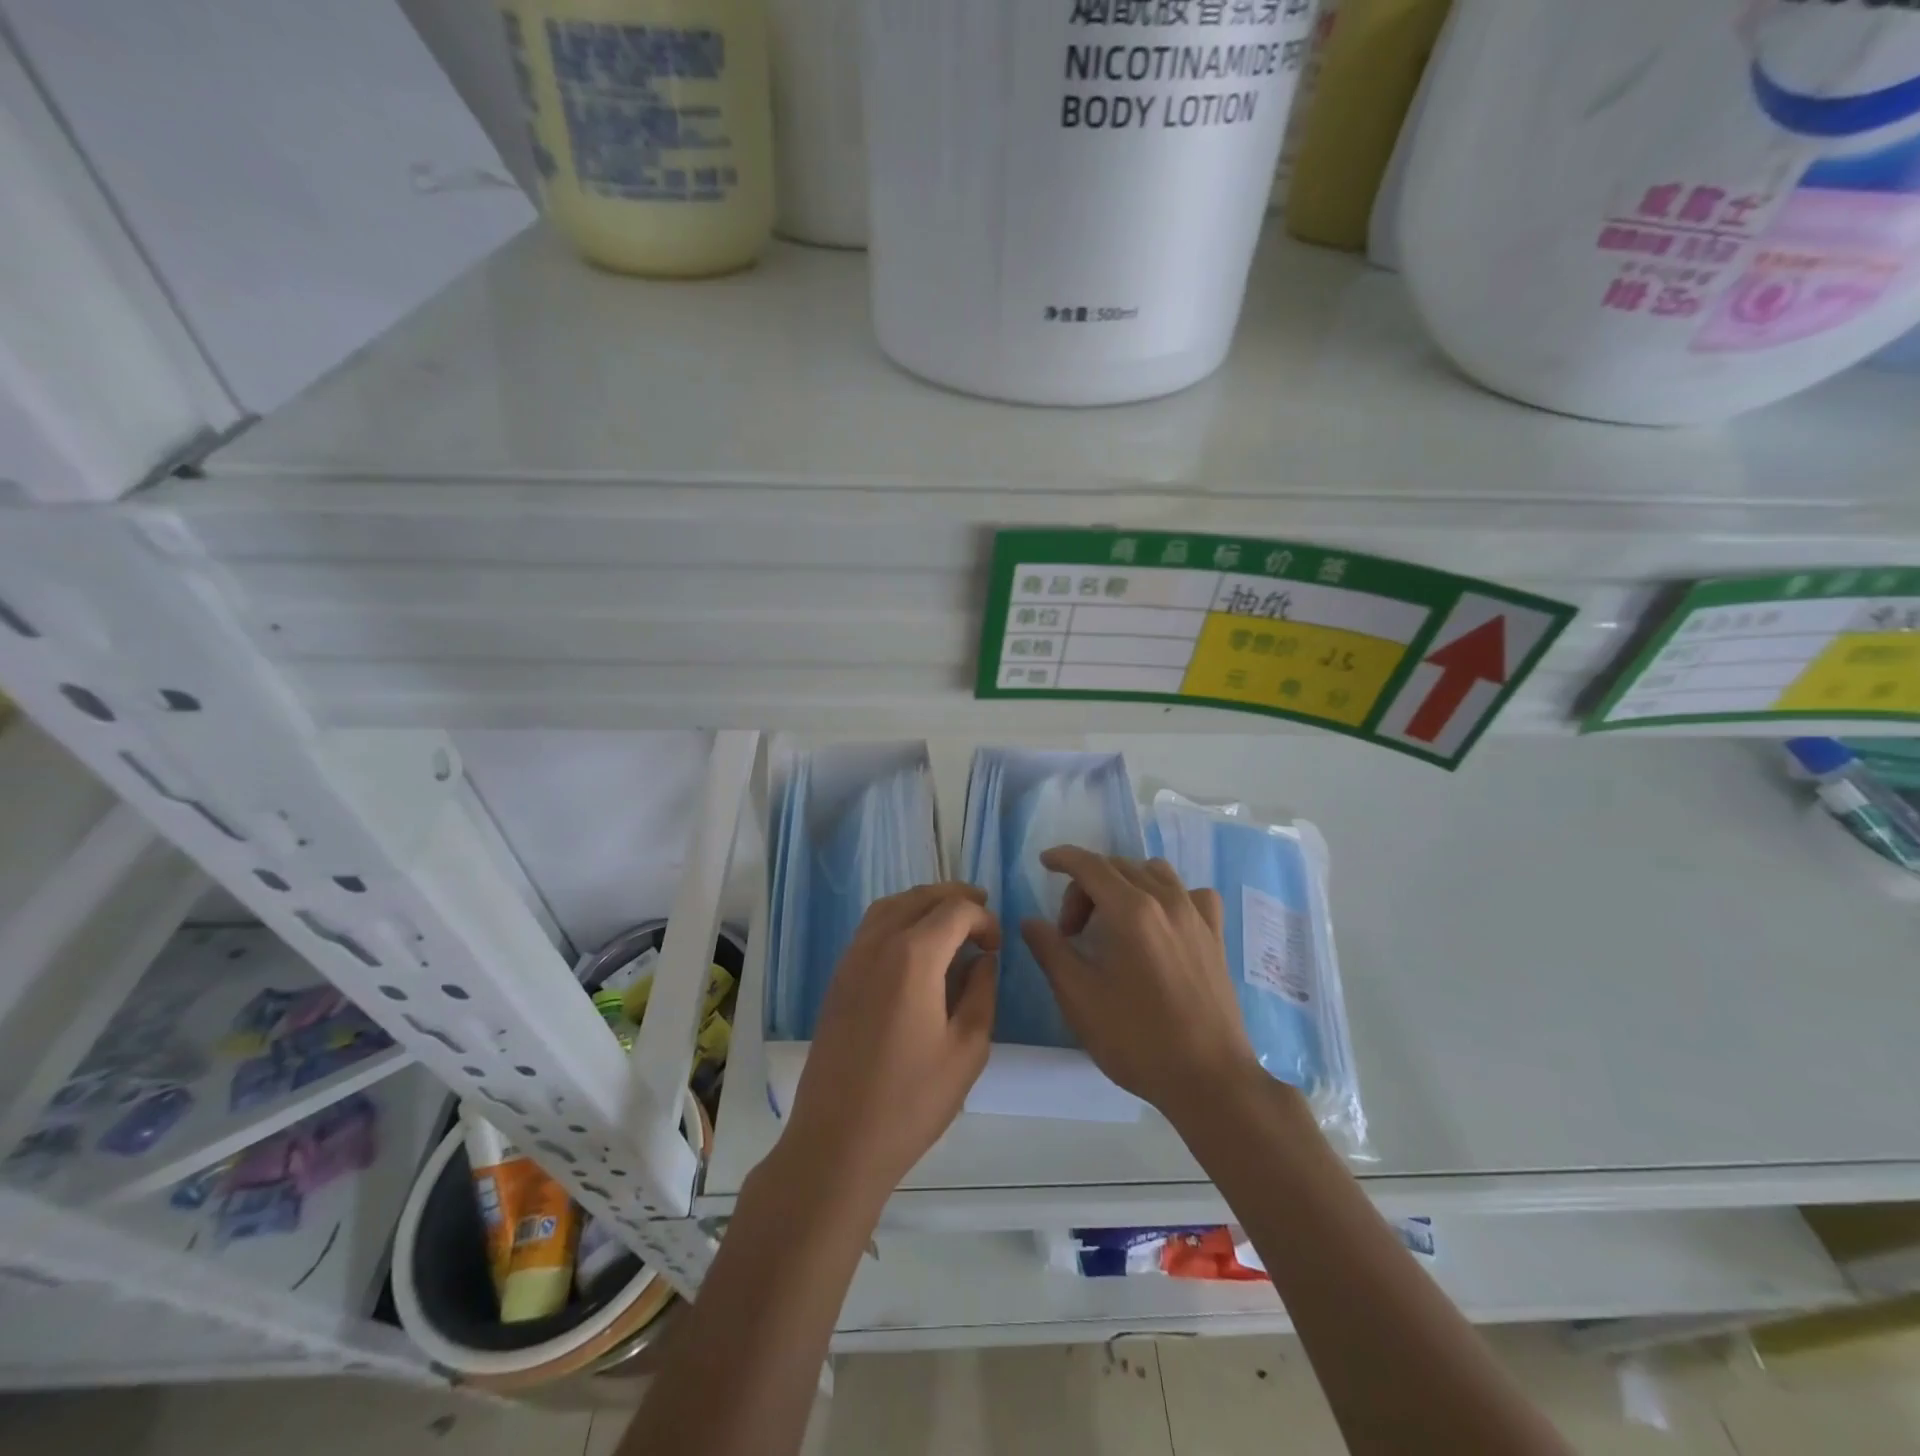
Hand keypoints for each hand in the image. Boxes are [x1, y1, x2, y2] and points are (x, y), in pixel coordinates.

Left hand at [780, 883, 998, 1212]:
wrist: (837, 1141)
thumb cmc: (911, 1100)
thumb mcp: (967, 1049)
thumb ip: (981, 992)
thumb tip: (983, 959)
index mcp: (913, 956)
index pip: (956, 910)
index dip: (984, 918)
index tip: (997, 947)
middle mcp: (878, 943)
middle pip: (920, 897)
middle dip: (955, 898)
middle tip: (982, 912)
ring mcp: (851, 958)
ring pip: (891, 906)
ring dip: (924, 903)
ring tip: (951, 921)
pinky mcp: (838, 978)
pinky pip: (871, 927)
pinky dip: (899, 918)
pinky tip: (915, 946)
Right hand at [1020, 847, 1260, 1123]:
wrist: (1208, 1079)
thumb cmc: (1136, 1039)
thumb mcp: (1078, 997)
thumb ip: (1050, 951)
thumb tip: (1031, 921)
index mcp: (1130, 910)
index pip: (1090, 865)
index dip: (1063, 858)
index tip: (1044, 862)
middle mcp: (1166, 900)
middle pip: (1117, 868)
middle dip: (1086, 887)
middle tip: (1071, 932)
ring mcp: (1196, 915)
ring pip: (1154, 873)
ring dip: (1125, 885)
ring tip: (1113, 923)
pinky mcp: (1216, 935)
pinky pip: (1190, 894)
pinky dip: (1168, 896)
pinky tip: (1161, 924)